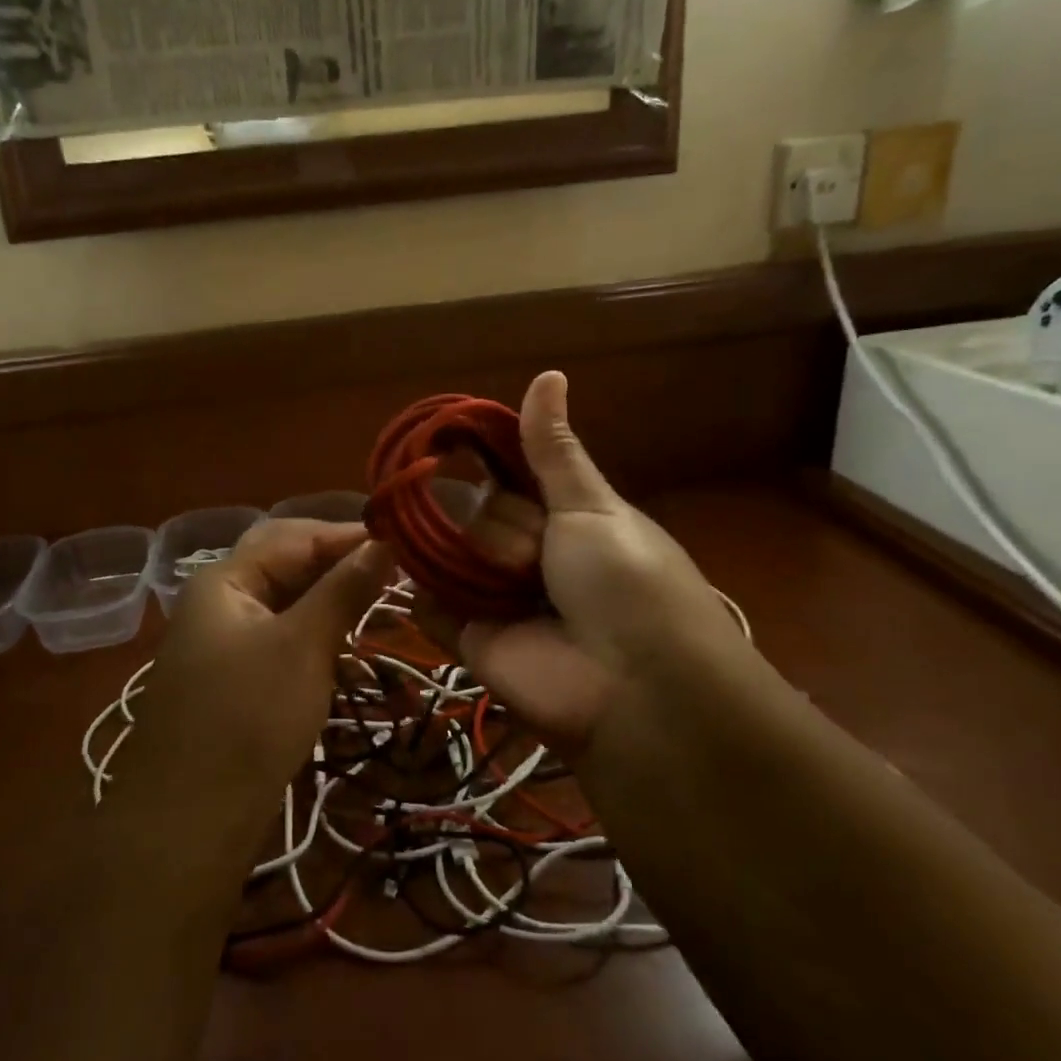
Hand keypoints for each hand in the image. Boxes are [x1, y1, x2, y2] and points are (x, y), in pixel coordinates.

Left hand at [122, 520, 393, 824]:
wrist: (188, 824)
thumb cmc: (248, 719)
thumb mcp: (303, 646)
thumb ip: (344, 589)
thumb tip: (385, 542)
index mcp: (225, 580)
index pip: (294, 537)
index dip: (348, 535)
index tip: (404, 542)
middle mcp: (220, 601)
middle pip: (286, 565)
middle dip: (339, 565)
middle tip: (394, 572)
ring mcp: (224, 642)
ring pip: (287, 604)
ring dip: (331, 603)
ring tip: (380, 607)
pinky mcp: (235, 679)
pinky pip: (281, 640)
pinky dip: (316, 638)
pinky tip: (348, 652)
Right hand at [447, 372, 750, 756]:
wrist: (634, 686)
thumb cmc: (625, 579)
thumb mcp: (593, 505)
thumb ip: (553, 450)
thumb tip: (549, 374)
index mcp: (562, 518)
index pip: (507, 476)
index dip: (484, 461)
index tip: (447, 439)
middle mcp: (526, 554)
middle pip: (478, 512)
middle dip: (502, 528)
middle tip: (536, 557)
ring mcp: (496, 597)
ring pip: (451, 552)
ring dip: (473, 561)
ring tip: (512, 586)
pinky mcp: (470, 640)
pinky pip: (429, 605)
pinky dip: (426, 595)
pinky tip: (432, 584)